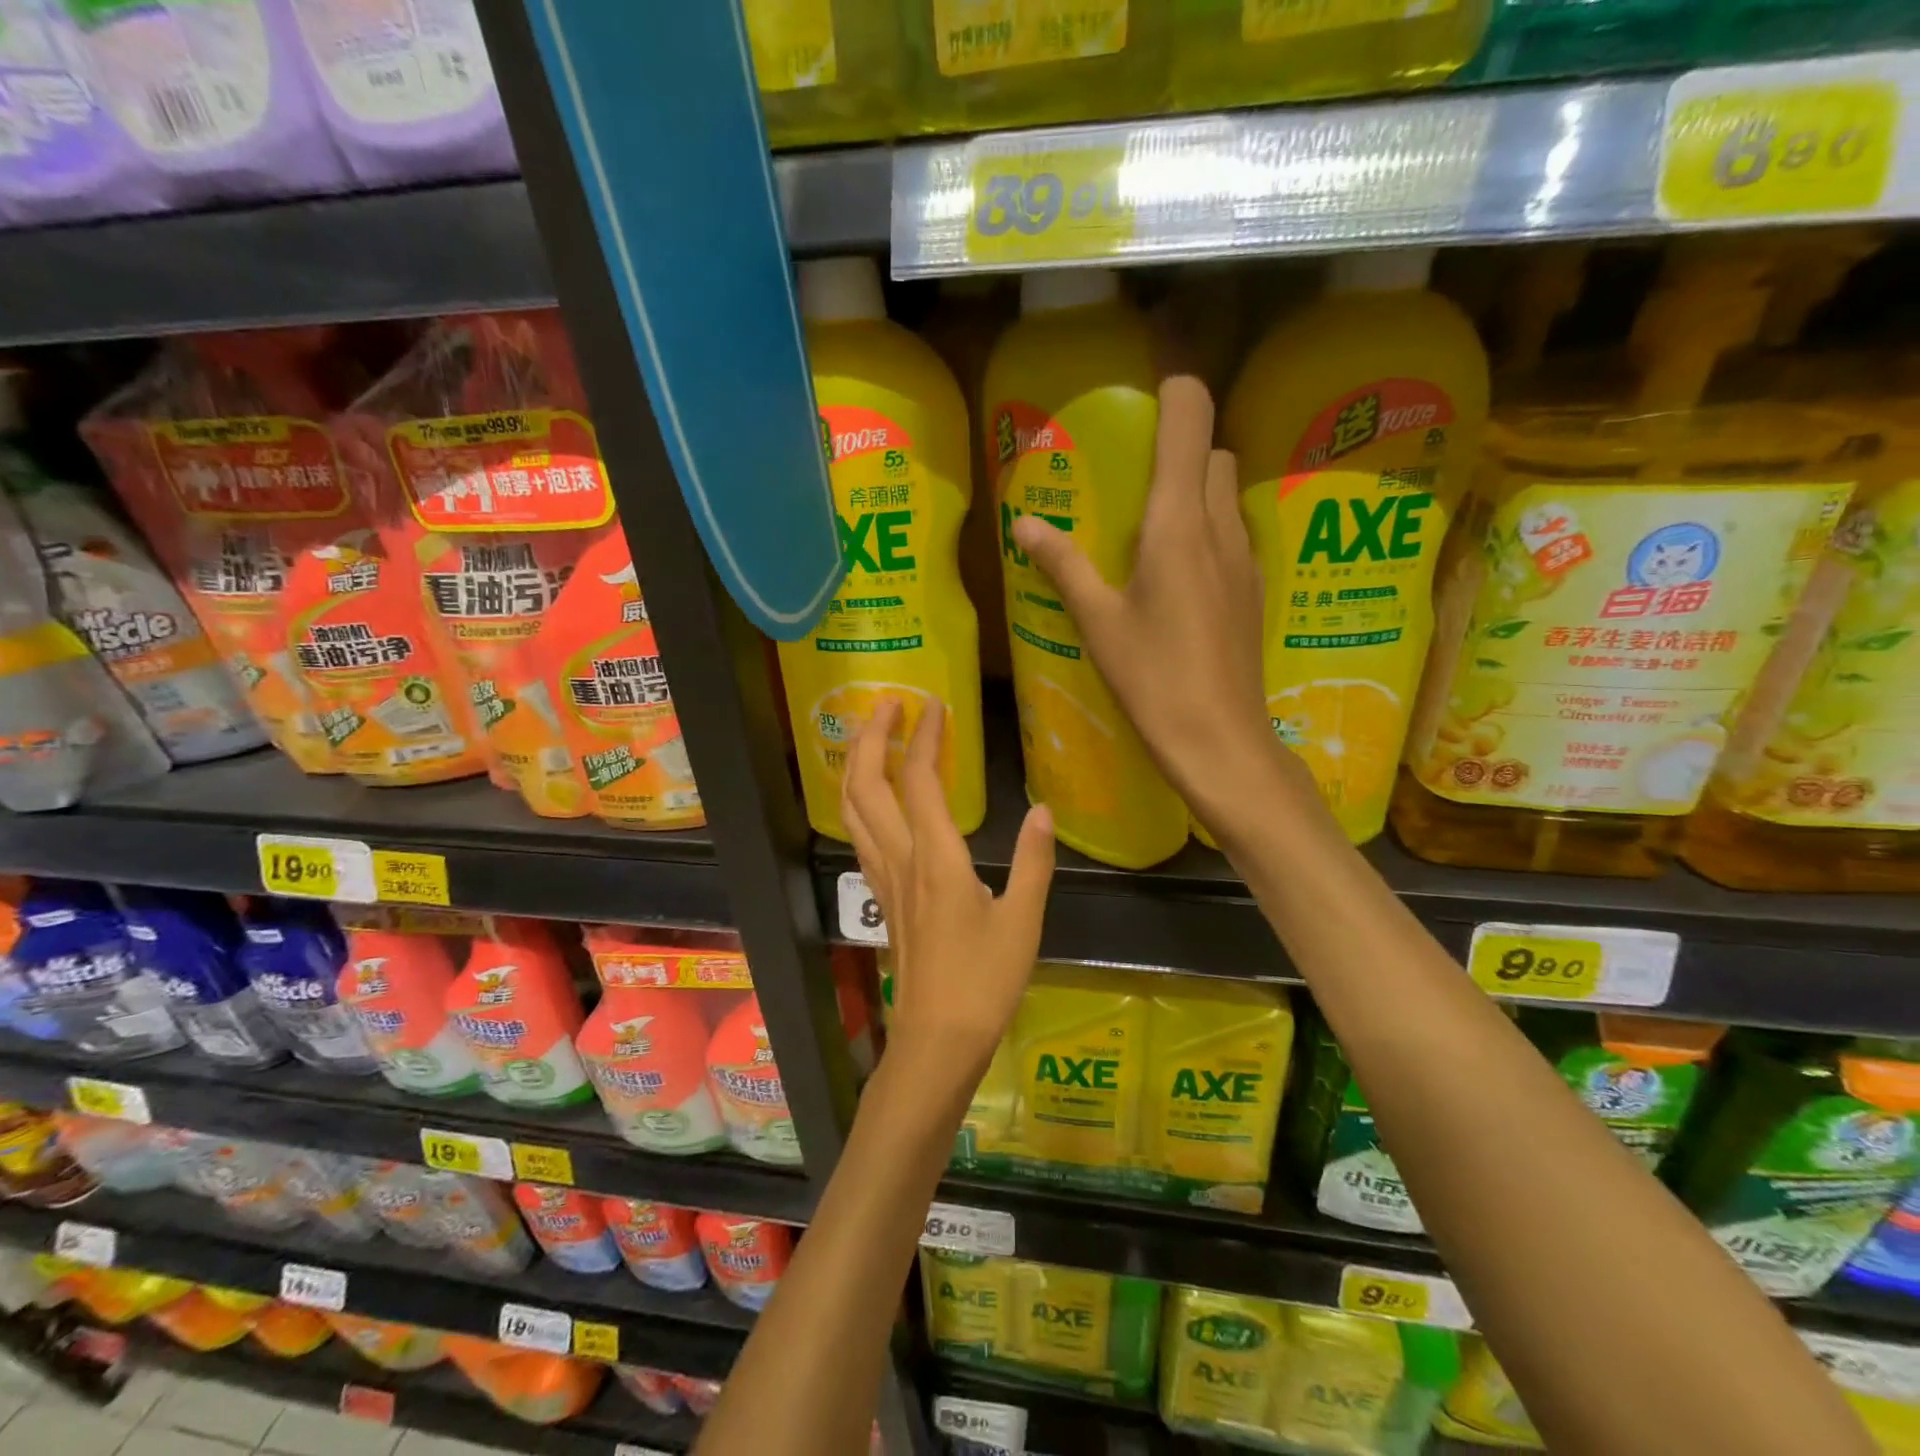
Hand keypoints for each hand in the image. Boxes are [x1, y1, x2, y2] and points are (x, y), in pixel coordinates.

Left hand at [842, 698, 1054, 1090]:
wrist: (937, 1039)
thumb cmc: (984, 982)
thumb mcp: (1023, 921)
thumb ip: (1033, 861)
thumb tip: (1043, 810)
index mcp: (937, 859)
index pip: (923, 781)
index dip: (926, 737)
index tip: (935, 703)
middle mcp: (900, 859)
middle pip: (868, 785)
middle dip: (873, 737)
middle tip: (889, 703)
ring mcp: (883, 878)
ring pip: (853, 809)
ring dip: (859, 764)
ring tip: (874, 736)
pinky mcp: (881, 897)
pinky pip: (860, 835)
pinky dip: (860, 801)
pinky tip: (874, 798)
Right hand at [1010, 376, 1308, 837]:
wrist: (1220, 739)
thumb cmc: (1152, 677)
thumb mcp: (1098, 621)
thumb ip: (1063, 564)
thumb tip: (1024, 523)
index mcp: (1178, 522)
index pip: (1191, 417)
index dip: (1174, 388)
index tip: (1144, 392)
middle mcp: (1220, 526)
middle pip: (1211, 450)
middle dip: (1178, 446)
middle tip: (1131, 477)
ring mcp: (1245, 558)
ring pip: (1226, 492)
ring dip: (1194, 489)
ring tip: (1149, 527)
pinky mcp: (1254, 589)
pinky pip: (1232, 533)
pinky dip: (1207, 529)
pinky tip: (1176, 575)